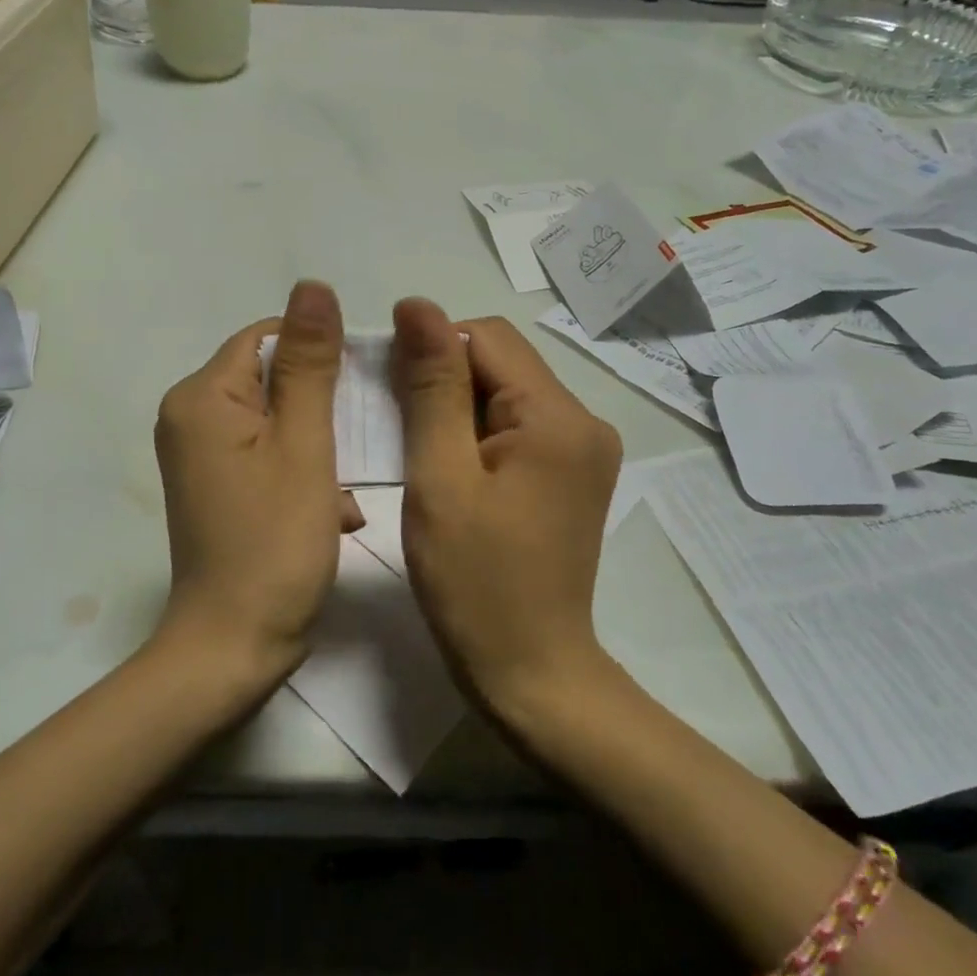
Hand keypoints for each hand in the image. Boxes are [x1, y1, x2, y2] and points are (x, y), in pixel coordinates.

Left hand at [152, 280, 362, 684]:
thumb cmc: (275, 541)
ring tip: (349, 487)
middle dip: (324, 408)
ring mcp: (200, 455)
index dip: (321, 354)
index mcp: (202, 396)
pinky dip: (303, 473)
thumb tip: (313, 286)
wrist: (234, 646)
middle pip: (271, 379)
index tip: (363, 389)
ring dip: (321, 446)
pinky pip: (266, 454)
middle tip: (363, 442)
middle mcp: (190, 417)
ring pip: (277, 420)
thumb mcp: (305, 444)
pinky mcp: (215, 486)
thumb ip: (310, 363)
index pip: (267, 338)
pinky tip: (335, 511)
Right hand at [390, 299, 621, 716]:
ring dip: (457, 407)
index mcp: (559, 417)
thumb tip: (417, 305)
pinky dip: (478, 433)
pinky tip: (451, 467)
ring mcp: (586, 450)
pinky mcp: (574, 474)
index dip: (431, 348)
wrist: (529, 670)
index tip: (390, 387)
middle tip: (399, 425)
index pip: (487, 337)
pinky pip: (519, 426)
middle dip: (445, 380)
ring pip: (506, 393)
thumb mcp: (439, 477)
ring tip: (422, 452)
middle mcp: (586, 421)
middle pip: (501, 363)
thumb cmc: (474, 580)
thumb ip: (431, 386)